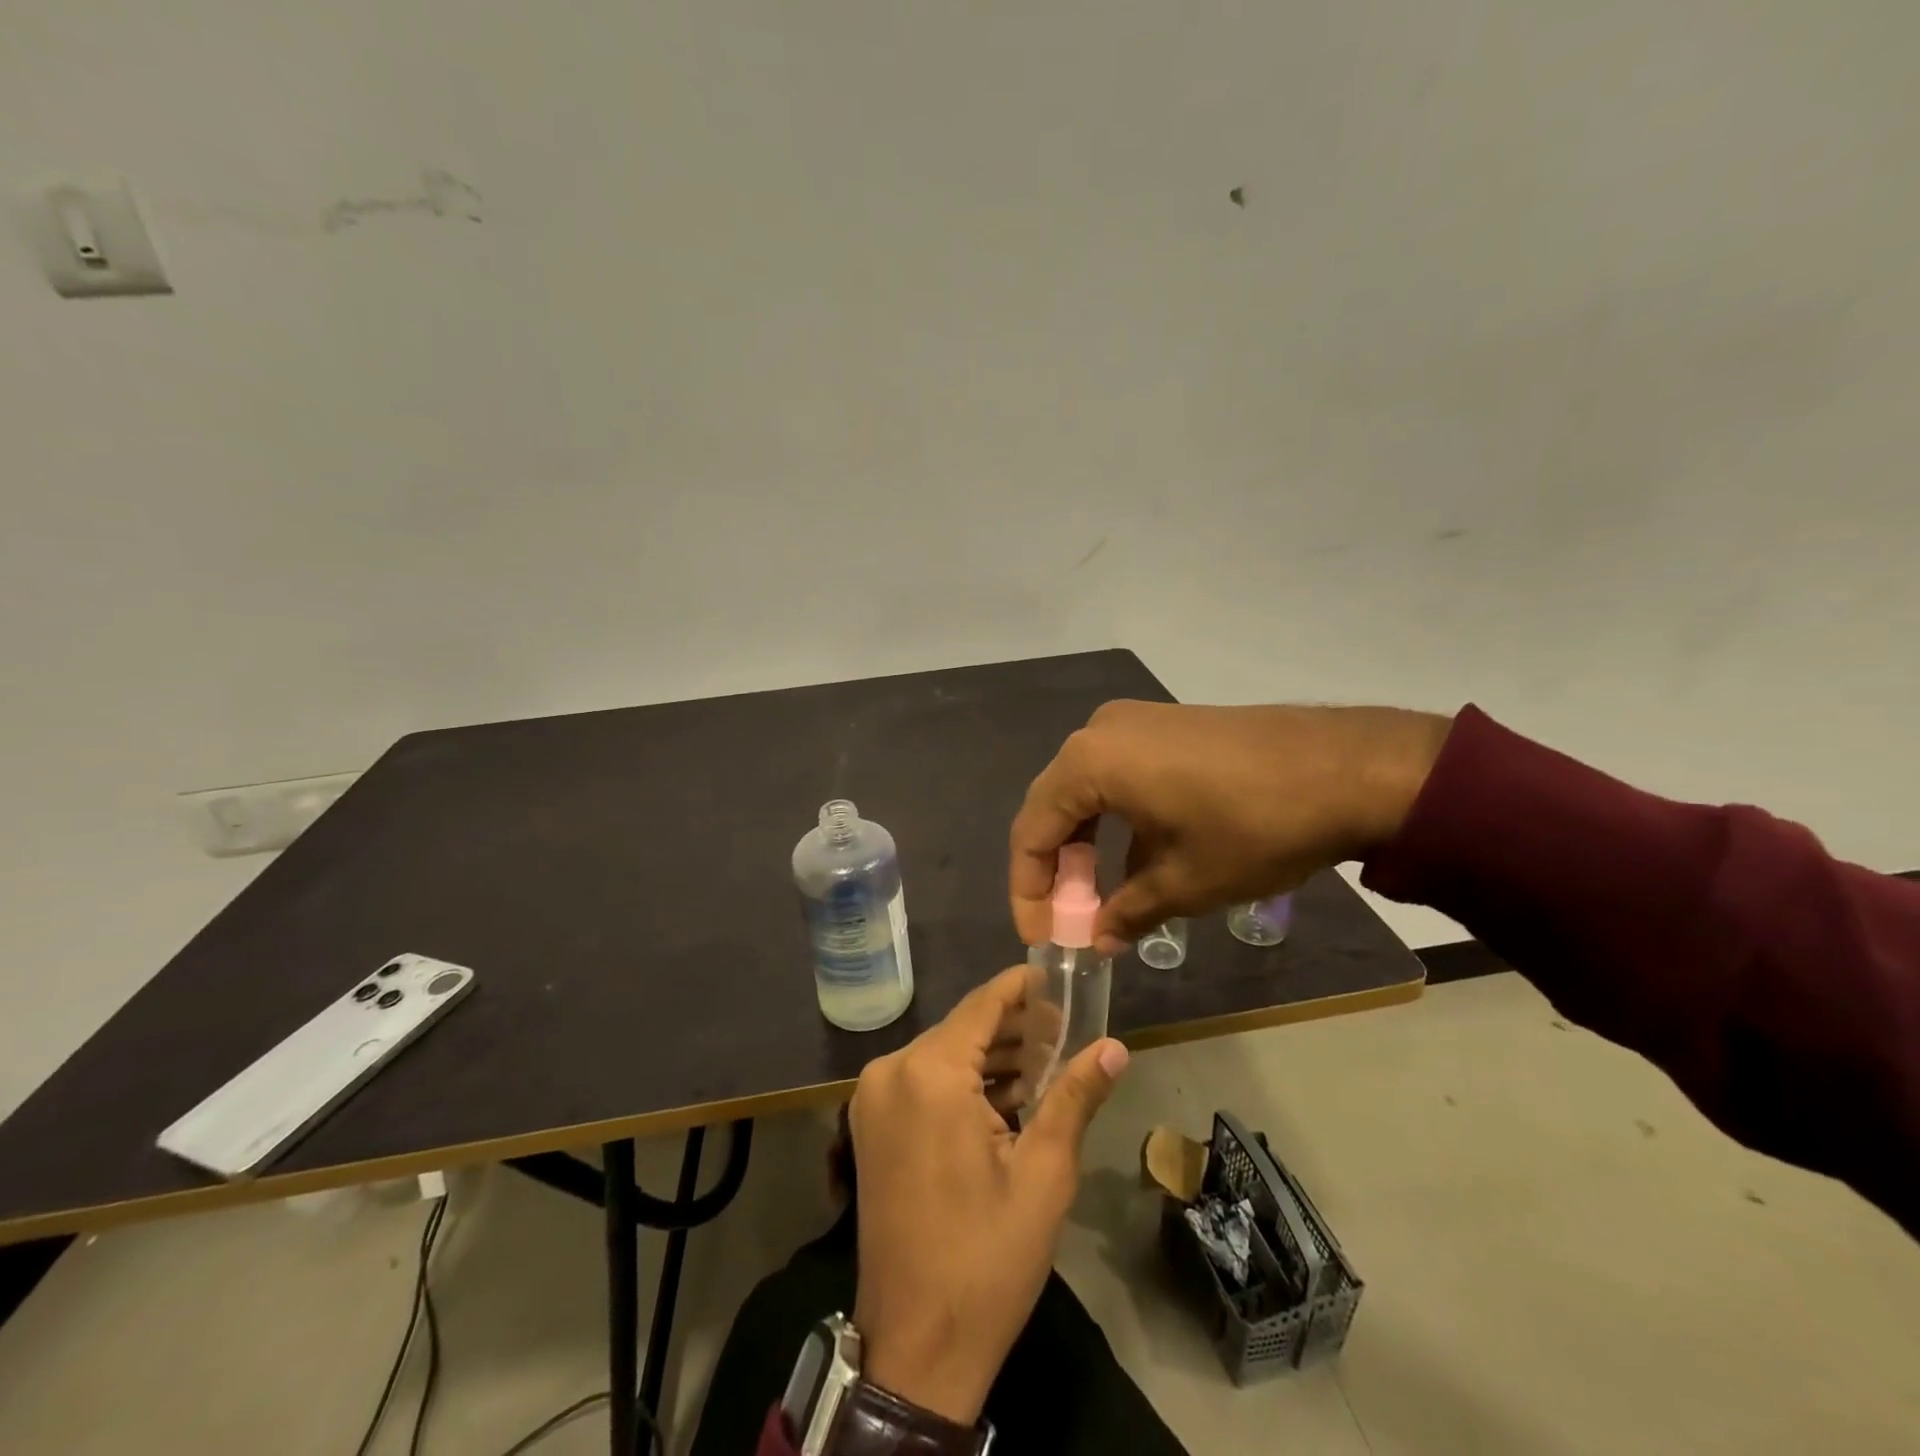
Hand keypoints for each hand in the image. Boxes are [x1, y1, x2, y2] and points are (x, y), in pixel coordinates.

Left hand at [849, 967, 1128, 1424]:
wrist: (916, 1346)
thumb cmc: (986, 1256)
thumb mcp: (1043, 1173)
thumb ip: (1075, 1096)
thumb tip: (1115, 1047)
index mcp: (929, 1073)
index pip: (982, 1004)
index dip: (1021, 987)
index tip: (1057, 975)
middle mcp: (891, 1072)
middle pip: (962, 1029)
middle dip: (1014, 1028)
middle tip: (1066, 1029)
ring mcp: (873, 1100)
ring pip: (943, 1056)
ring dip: (991, 1058)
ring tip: (1047, 1061)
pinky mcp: (871, 1127)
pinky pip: (924, 1083)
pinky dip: (963, 1083)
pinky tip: (1007, 1096)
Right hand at [1010, 700, 1452, 950]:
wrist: (1348, 768)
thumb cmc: (1253, 828)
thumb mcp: (1186, 882)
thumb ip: (1127, 911)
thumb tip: (1098, 938)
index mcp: (1088, 763)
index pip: (1032, 831)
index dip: (1028, 890)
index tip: (1042, 937)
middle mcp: (1098, 732)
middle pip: (1054, 806)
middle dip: (1056, 869)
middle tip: (1068, 920)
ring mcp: (1134, 722)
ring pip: (1086, 791)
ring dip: (1086, 846)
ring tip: (1100, 897)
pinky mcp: (1166, 725)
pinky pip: (1118, 775)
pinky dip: (1116, 820)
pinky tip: (1138, 859)